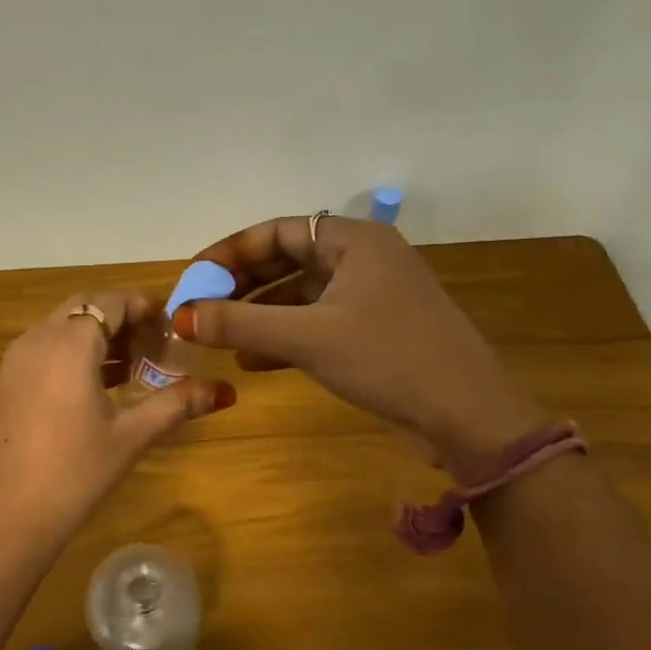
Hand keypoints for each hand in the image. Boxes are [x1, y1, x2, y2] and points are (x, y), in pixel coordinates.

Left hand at [0, 292, 234, 546]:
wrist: (4, 518)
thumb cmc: (73, 473)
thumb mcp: (130, 436)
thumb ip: (176, 404)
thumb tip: (224, 390)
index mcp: (69, 343)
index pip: (110, 302)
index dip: (143, 307)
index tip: (171, 327)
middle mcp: (38, 338)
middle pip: (85, 306)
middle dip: (121, 317)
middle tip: (154, 345)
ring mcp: (17, 359)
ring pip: (63, 325)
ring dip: (98, 334)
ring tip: (135, 366)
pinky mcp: (8, 381)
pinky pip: (47, 346)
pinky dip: (75, 350)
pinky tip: (100, 385)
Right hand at [174, 217, 546, 475]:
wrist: (471, 417)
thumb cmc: (388, 359)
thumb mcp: (307, 338)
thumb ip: (239, 323)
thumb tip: (179, 316)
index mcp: (353, 241)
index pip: (276, 232)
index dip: (230, 252)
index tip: (194, 277)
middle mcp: (363, 258)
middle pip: (287, 261)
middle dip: (241, 286)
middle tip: (200, 308)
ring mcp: (372, 295)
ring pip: (300, 294)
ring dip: (259, 314)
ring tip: (218, 336)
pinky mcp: (376, 328)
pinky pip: (317, 321)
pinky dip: (285, 336)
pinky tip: (252, 360)